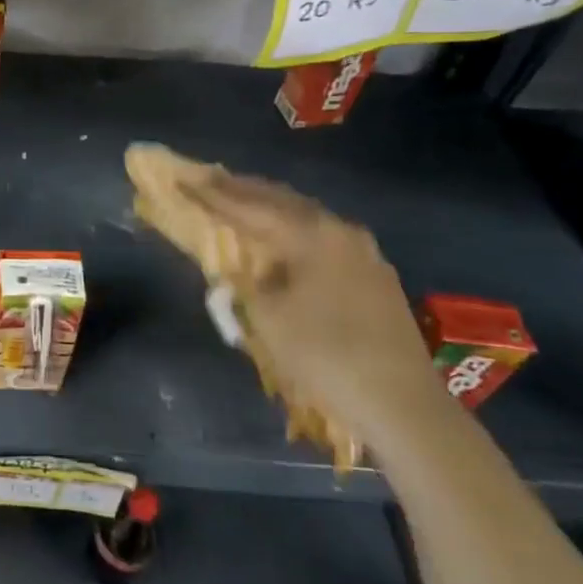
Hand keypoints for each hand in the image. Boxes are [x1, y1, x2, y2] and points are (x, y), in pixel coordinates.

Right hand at [187, 172, 446, 449]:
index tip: (182, 181)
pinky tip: (282, 238)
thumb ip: (242, 281)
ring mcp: (363, 252)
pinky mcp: (374, 274)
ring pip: (305, 216)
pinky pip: (323, 237)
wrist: (401, 403)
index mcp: (310, 234)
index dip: (212, 195)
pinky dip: (293, 229)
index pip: (249, 206)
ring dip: (270, 207)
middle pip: (282, 200)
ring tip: (240, 201)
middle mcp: (339, 231)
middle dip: (242, 190)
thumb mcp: (266, 317)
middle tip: (209, 180)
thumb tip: (234, 267)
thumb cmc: (323, 354)